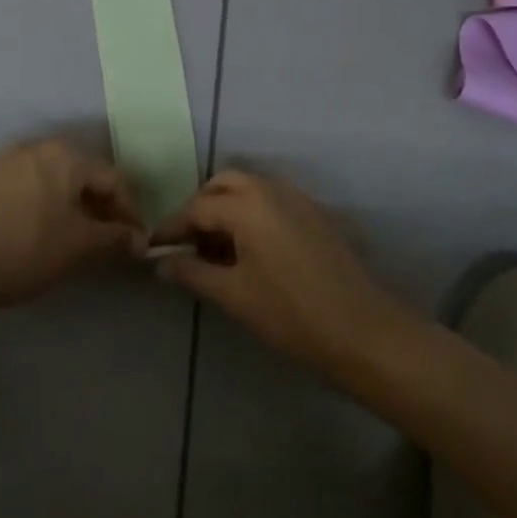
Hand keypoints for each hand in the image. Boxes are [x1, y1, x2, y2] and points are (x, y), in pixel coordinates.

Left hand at [0, 139, 145, 319]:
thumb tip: (138, 240)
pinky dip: (40, 205)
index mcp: (66, 155)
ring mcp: (5, 158)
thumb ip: (114, 239)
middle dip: (99, 207)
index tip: (134, 243)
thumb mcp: (78, 247)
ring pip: (51, 179)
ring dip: (69, 205)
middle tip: (105, 241)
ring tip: (71, 239)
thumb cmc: (24, 248)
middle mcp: (37, 146)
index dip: (130, 211)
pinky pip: (24, 186)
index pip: (113, 178)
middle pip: (81, 174)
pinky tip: (34, 232)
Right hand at [153, 169, 410, 372]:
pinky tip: (247, 250)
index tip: (154, 248)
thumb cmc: (291, 314)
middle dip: (199, 209)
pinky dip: (249, 213)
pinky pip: (269, 200)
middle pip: (221, 186)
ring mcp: (295, 197)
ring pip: (247, 189)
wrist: (363, 331)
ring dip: (224, 209)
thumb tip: (162, 263)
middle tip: (186, 244)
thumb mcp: (234, 296)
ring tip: (213, 249)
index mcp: (245, 204)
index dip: (172, 229)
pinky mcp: (312, 213)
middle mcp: (269, 188)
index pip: (196, 208)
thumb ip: (193, 273)